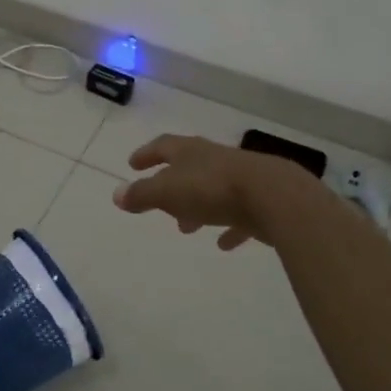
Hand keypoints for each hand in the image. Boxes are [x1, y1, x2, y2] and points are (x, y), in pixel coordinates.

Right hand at [112, 134, 322, 250]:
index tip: (132, 164)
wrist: (274, 197)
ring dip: (197, 207)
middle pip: (188, 168)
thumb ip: (142, 195)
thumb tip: (116, 194)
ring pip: (212, 190)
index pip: (163, 147)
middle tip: (158, 202)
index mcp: (190, 152)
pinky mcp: (261, 201)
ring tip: (186, 227)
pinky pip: (239, 214)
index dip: (147, 154)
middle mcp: (215, 159)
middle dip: (171, 184)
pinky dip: (228, 226)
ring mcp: (241, 179)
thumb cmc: (213, 189)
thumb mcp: (168, 192)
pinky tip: (223, 243)